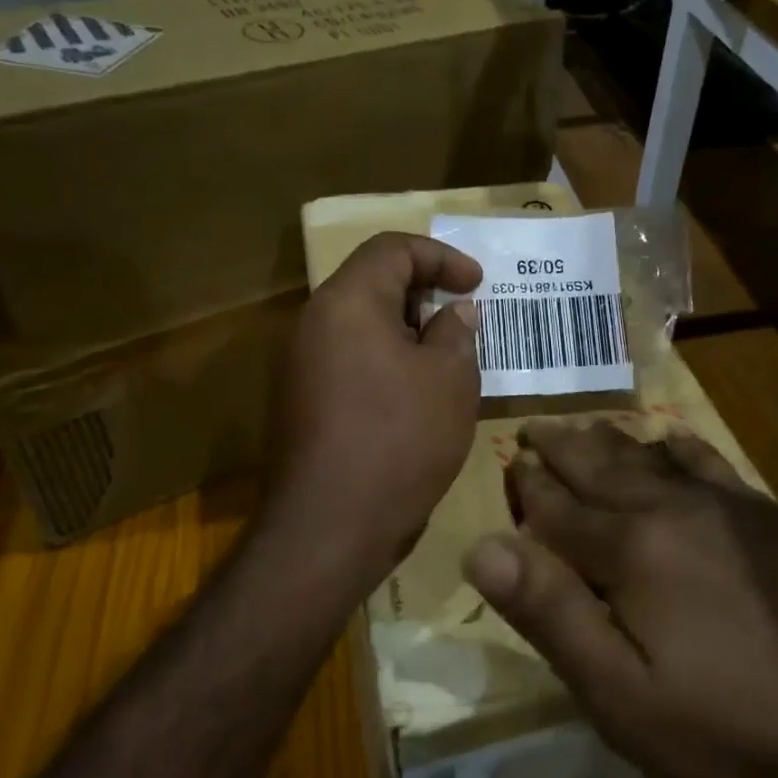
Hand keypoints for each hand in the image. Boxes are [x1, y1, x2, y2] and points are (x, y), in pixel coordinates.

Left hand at [266, 233, 482, 586]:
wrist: (329, 528)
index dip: (441, 256)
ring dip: (407, 331)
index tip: (477, 283)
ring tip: (448, 358)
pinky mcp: (301, 403)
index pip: (391, 248)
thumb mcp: (450, 379)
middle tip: (465, 318)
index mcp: (347, 302)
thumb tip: (454, 312)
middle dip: (424, 293)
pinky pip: (349, 361)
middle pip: (372, 284)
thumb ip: (455, 332)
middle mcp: (313, 324)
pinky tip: (417, 395)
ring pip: (361, 326)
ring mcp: (300, 366)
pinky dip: (386, 362)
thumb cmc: (399, 439)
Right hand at [463, 420, 777, 777]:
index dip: (528, 487)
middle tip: (534, 428)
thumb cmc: (730, 737)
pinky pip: (711, 460)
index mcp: (632, 548)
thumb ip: (550, 612)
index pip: (559, 508)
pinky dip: (678, 446)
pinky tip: (672, 441)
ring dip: (612, 442)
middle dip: (562, 448)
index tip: (508, 463)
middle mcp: (676, 507)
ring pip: (652, 456)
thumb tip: (480, 545)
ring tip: (587, 429)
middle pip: (603, 467)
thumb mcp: (621, 696)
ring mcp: (731, 505)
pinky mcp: (773, 517)